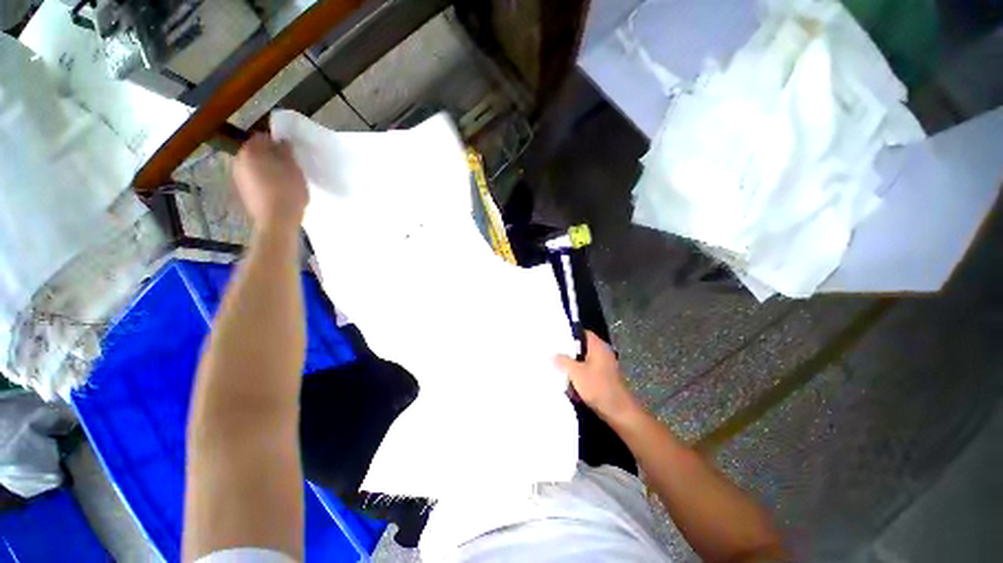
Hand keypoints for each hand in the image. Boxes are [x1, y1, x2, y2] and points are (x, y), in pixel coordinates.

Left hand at [232, 134, 307, 229]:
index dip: (278, 142)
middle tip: (289, 166)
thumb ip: (286, 151)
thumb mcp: (293, 168)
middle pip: (256, 152)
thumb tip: (282, 142)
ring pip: (255, 166)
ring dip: (267, 169)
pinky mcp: (243, 191)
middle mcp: (239, 160)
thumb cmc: (287, 190)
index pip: (263, 137)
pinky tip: (277, 191)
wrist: (276, 220)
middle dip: (271, 156)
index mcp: (250, 151)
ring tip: (284, 180)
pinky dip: (264, 181)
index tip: (290, 153)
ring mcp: (238, 177)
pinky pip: (254, 180)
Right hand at [555, 331, 639, 422]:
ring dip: (572, 365)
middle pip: (581, 347)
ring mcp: (603, 366)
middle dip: (567, 351)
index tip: (555, 337)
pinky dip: (578, 375)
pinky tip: (567, 381)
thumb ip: (563, 361)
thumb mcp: (576, 372)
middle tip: (552, 352)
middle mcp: (602, 353)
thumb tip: (553, 354)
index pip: (582, 332)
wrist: (618, 412)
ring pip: (583, 361)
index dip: (568, 334)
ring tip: (556, 366)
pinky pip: (587, 372)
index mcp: (598, 346)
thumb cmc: (598, 387)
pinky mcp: (603, 379)